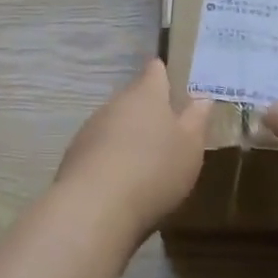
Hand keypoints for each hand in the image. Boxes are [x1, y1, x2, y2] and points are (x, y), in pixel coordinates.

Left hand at [56, 60, 211, 236]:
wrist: (95, 206)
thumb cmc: (154, 169)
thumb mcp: (190, 146)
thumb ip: (196, 120)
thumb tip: (202, 97)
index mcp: (146, 94)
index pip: (154, 71)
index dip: (162, 74)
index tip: (170, 80)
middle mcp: (116, 103)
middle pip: (133, 98)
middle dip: (147, 111)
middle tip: (165, 130)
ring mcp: (91, 128)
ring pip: (114, 124)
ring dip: (127, 136)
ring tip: (144, 160)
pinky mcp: (75, 156)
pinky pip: (99, 149)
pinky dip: (111, 159)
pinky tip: (121, 182)